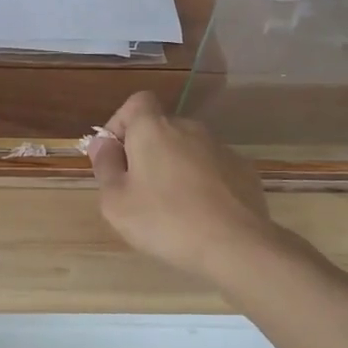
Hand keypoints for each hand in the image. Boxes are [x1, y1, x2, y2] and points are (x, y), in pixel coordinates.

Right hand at [87, 92, 294, 280]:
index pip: (136, 102)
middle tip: (138, 190)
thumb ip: (104, 166)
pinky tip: (201, 215)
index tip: (115, 155)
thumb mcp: (116, 201)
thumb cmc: (165, 220)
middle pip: (161, 129)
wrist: (236, 245)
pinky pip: (212, 169)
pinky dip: (202, 183)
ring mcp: (221, 148)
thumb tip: (103, 143)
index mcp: (153, 128)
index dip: (121, 123)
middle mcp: (189, 128)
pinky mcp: (244, 171)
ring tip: (171, 208)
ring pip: (187, 150)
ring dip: (175, 168)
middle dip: (147, 152)